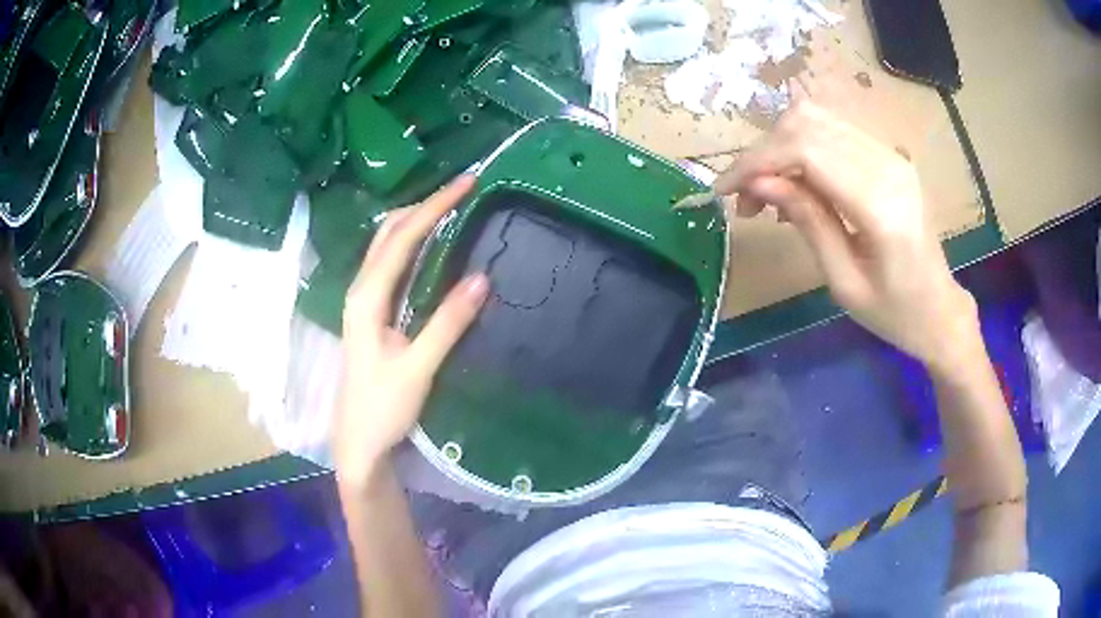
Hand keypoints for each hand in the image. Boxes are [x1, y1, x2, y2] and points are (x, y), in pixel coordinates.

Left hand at [334, 175, 489, 491]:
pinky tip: (432, 246)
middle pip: (389, 232)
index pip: (402, 238)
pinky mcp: (371, 312)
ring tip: (451, 208)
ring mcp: (363, 300)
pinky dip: (412, 243)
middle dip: (424, 205)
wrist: (359, 441)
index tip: (466, 184)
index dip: (434, 207)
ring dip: (416, 220)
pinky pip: (391, 263)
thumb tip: (482, 278)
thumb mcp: (418, 368)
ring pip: (386, 245)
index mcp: (367, 297)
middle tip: (462, 190)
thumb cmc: (382, 408)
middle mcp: (361, 290)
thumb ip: (447, 323)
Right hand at [715, 100, 976, 368]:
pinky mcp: (889, 155)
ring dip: (779, 147)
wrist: (940, 309)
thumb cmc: (895, 313)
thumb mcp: (844, 282)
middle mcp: (888, 164)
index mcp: (880, 205)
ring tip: (767, 193)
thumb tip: (760, 183)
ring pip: (816, 120)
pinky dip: (801, 149)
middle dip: (763, 153)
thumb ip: (807, 222)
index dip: (757, 161)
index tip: (722, 190)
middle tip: (743, 198)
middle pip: (807, 124)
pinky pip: (833, 132)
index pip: (806, 150)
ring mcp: (891, 154)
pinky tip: (796, 184)